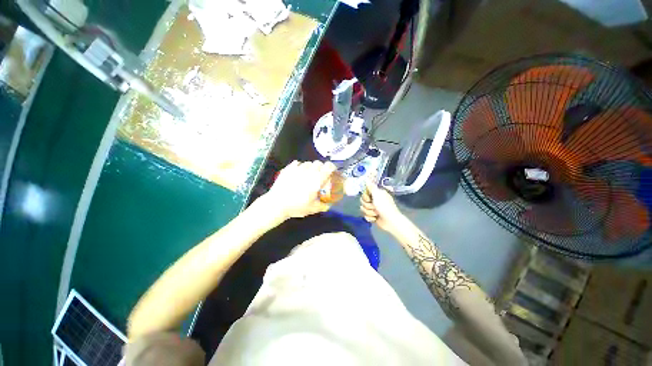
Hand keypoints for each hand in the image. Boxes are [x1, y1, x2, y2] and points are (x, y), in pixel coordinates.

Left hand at [265, 160, 336, 219]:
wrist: (277, 204)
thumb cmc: (297, 206)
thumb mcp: (313, 209)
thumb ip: (323, 206)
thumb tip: (329, 205)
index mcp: (317, 179)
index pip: (328, 166)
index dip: (332, 168)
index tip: (331, 172)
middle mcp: (309, 171)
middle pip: (319, 163)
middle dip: (321, 168)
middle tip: (320, 176)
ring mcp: (297, 169)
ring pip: (308, 163)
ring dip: (311, 167)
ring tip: (308, 175)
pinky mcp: (288, 169)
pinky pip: (297, 163)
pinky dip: (300, 167)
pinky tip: (298, 174)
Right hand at [360, 180, 404, 232]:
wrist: (390, 221)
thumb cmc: (384, 207)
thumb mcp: (378, 195)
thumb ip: (371, 187)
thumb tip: (367, 179)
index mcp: (376, 193)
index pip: (364, 193)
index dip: (365, 197)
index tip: (369, 199)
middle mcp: (375, 200)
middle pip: (363, 201)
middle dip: (368, 206)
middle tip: (374, 207)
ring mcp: (373, 208)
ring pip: (363, 209)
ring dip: (369, 212)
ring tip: (376, 214)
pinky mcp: (372, 216)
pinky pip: (365, 215)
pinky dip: (370, 218)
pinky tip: (375, 219)